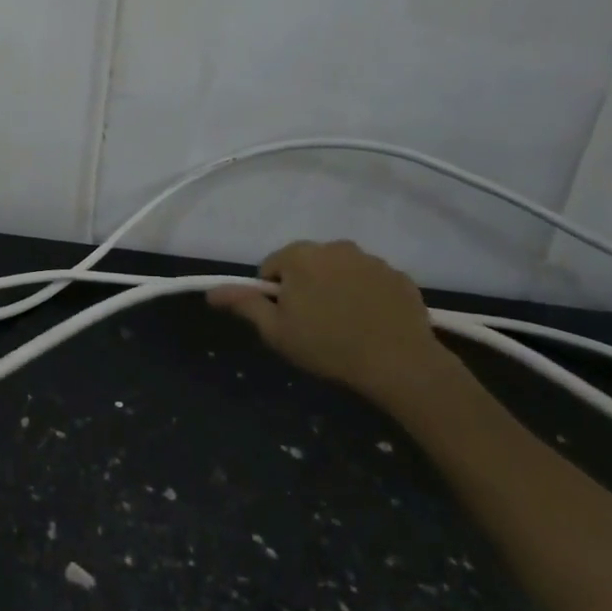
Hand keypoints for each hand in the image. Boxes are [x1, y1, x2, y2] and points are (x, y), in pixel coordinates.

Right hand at [208, 240, 446, 407]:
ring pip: (340, 270)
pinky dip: (366, 295)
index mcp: (300, 256)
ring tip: (345, 325)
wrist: (399, 364)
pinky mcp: (399, 276)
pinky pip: (371, 281)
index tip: (288, 320)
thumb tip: (211, 291)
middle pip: (307, 264)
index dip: (274, 295)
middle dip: (305, 287)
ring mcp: (371, 259)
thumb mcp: (275, 330)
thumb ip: (244, 304)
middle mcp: (335, 247)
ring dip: (336, 288)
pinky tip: (371, 323)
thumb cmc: (327, 346)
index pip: (272, 267)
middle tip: (314, 324)